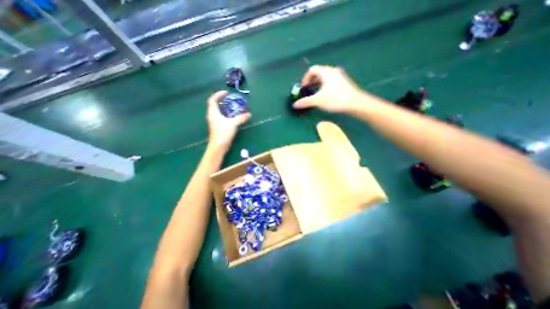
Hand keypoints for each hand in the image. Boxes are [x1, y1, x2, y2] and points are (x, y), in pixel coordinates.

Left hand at [206, 91, 250, 150]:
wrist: (218, 146)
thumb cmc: (223, 133)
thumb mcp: (233, 123)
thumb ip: (241, 118)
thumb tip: (249, 113)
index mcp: (213, 112)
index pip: (212, 100)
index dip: (218, 94)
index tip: (226, 92)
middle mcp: (212, 116)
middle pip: (215, 105)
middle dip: (222, 101)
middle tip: (230, 99)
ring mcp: (214, 122)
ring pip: (218, 112)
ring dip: (224, 108)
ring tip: (233, 107)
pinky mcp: (218, 127)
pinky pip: (221, 117)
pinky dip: (226, 115)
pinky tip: (233, 117)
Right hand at [292, 64, 364, 111]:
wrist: (355, 103)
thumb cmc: (336, 99)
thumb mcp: (318, 100)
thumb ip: (305, 102)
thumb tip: (294, 105)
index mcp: (326, 72)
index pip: (312, 70)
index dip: (305, 78)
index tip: (303, 88)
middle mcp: (333, 71)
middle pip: (318, 73)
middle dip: (311, 82)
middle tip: (308, 91)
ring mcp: (339, 76)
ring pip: (325, 78)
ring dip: (317, 85)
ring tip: (315, 95)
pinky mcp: (343, 83)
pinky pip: (330, 82)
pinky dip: (324, 87)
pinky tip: (324, 96)